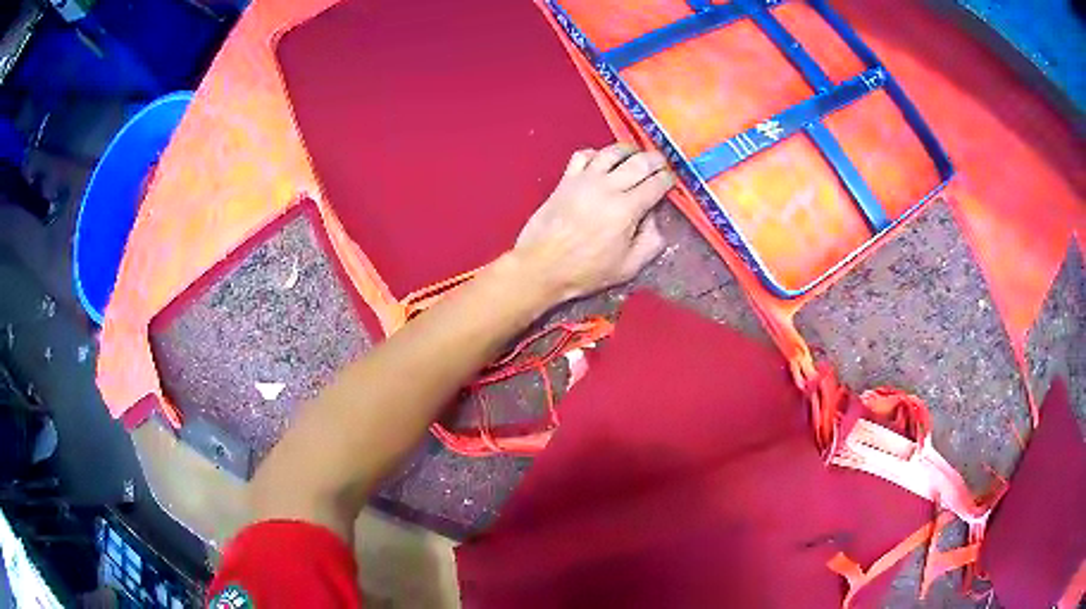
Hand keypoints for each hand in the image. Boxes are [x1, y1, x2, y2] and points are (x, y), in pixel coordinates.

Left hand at [512, 143, 674, 302]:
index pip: (656, 184)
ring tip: (635, 155)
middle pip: (639, 161)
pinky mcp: (566, 179)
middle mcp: (608, 187)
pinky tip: (601, 161)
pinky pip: (583, 155)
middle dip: (656, 159)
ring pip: (612, 152)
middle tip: (661, 163)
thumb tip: (654, 218)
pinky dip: (596, 154)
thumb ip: (650, 242)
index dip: (668, 179)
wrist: (542, 265)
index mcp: (627, 209)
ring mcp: (585, 179)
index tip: (672, 180)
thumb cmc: (587, 270)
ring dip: (628, 151)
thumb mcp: (629, 267)